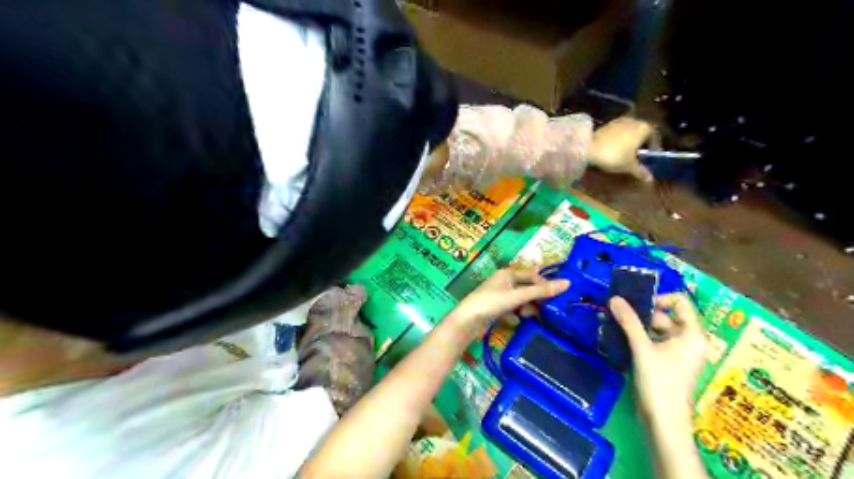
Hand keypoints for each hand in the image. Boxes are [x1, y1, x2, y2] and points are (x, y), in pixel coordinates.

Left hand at [445, 269, 569, 343]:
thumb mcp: (517, 297)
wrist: (466, 322)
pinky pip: (513, 310)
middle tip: (546, 311)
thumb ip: (541, 292)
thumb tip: (568, 283)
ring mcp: (499, 296)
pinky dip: (517, 316)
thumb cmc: (491, 303)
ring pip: (521, 301)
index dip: (544, 285)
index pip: (532, 276)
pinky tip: (517, 322)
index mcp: (507, 273)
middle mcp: (503, 282)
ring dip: (527, 309)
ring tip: (527, 317)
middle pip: (527, 289)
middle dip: (535, 300)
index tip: (557, 297)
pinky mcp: (496, 309)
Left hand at [592, 116, 655, 181]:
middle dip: (641, 143)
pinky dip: (620, 139)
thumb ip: (641, 171)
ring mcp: (619, 121)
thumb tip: (650, 179)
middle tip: (639, 156)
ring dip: (630, 140)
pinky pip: (619, 131)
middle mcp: (634, 121)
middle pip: (642, 132)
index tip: (650, 157)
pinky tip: (615, 148)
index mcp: (644, 128)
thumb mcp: (629, 166)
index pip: (654, 136)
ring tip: (627, 153)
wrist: (588, 148)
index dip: (654, 147)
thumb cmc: (614, 156)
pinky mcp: (607, 124)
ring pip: (630, 131)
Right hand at [607, 291, 707, 415]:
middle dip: (638, 313)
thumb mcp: (642, 348)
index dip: (658, 299)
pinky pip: (650, 342)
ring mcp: (676, 352)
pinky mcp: (664, 362)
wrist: (662, 421)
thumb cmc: (659, 382)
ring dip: (632, 325)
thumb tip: (614, 298)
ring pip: (653, 329)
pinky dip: (635, 337)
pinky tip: (615, 336)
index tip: (636, 306)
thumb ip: (629, 321)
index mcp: (692, 334)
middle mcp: (687, 340)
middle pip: (663, 316)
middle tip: (614, 312)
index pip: (680, 302)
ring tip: (609, 323)